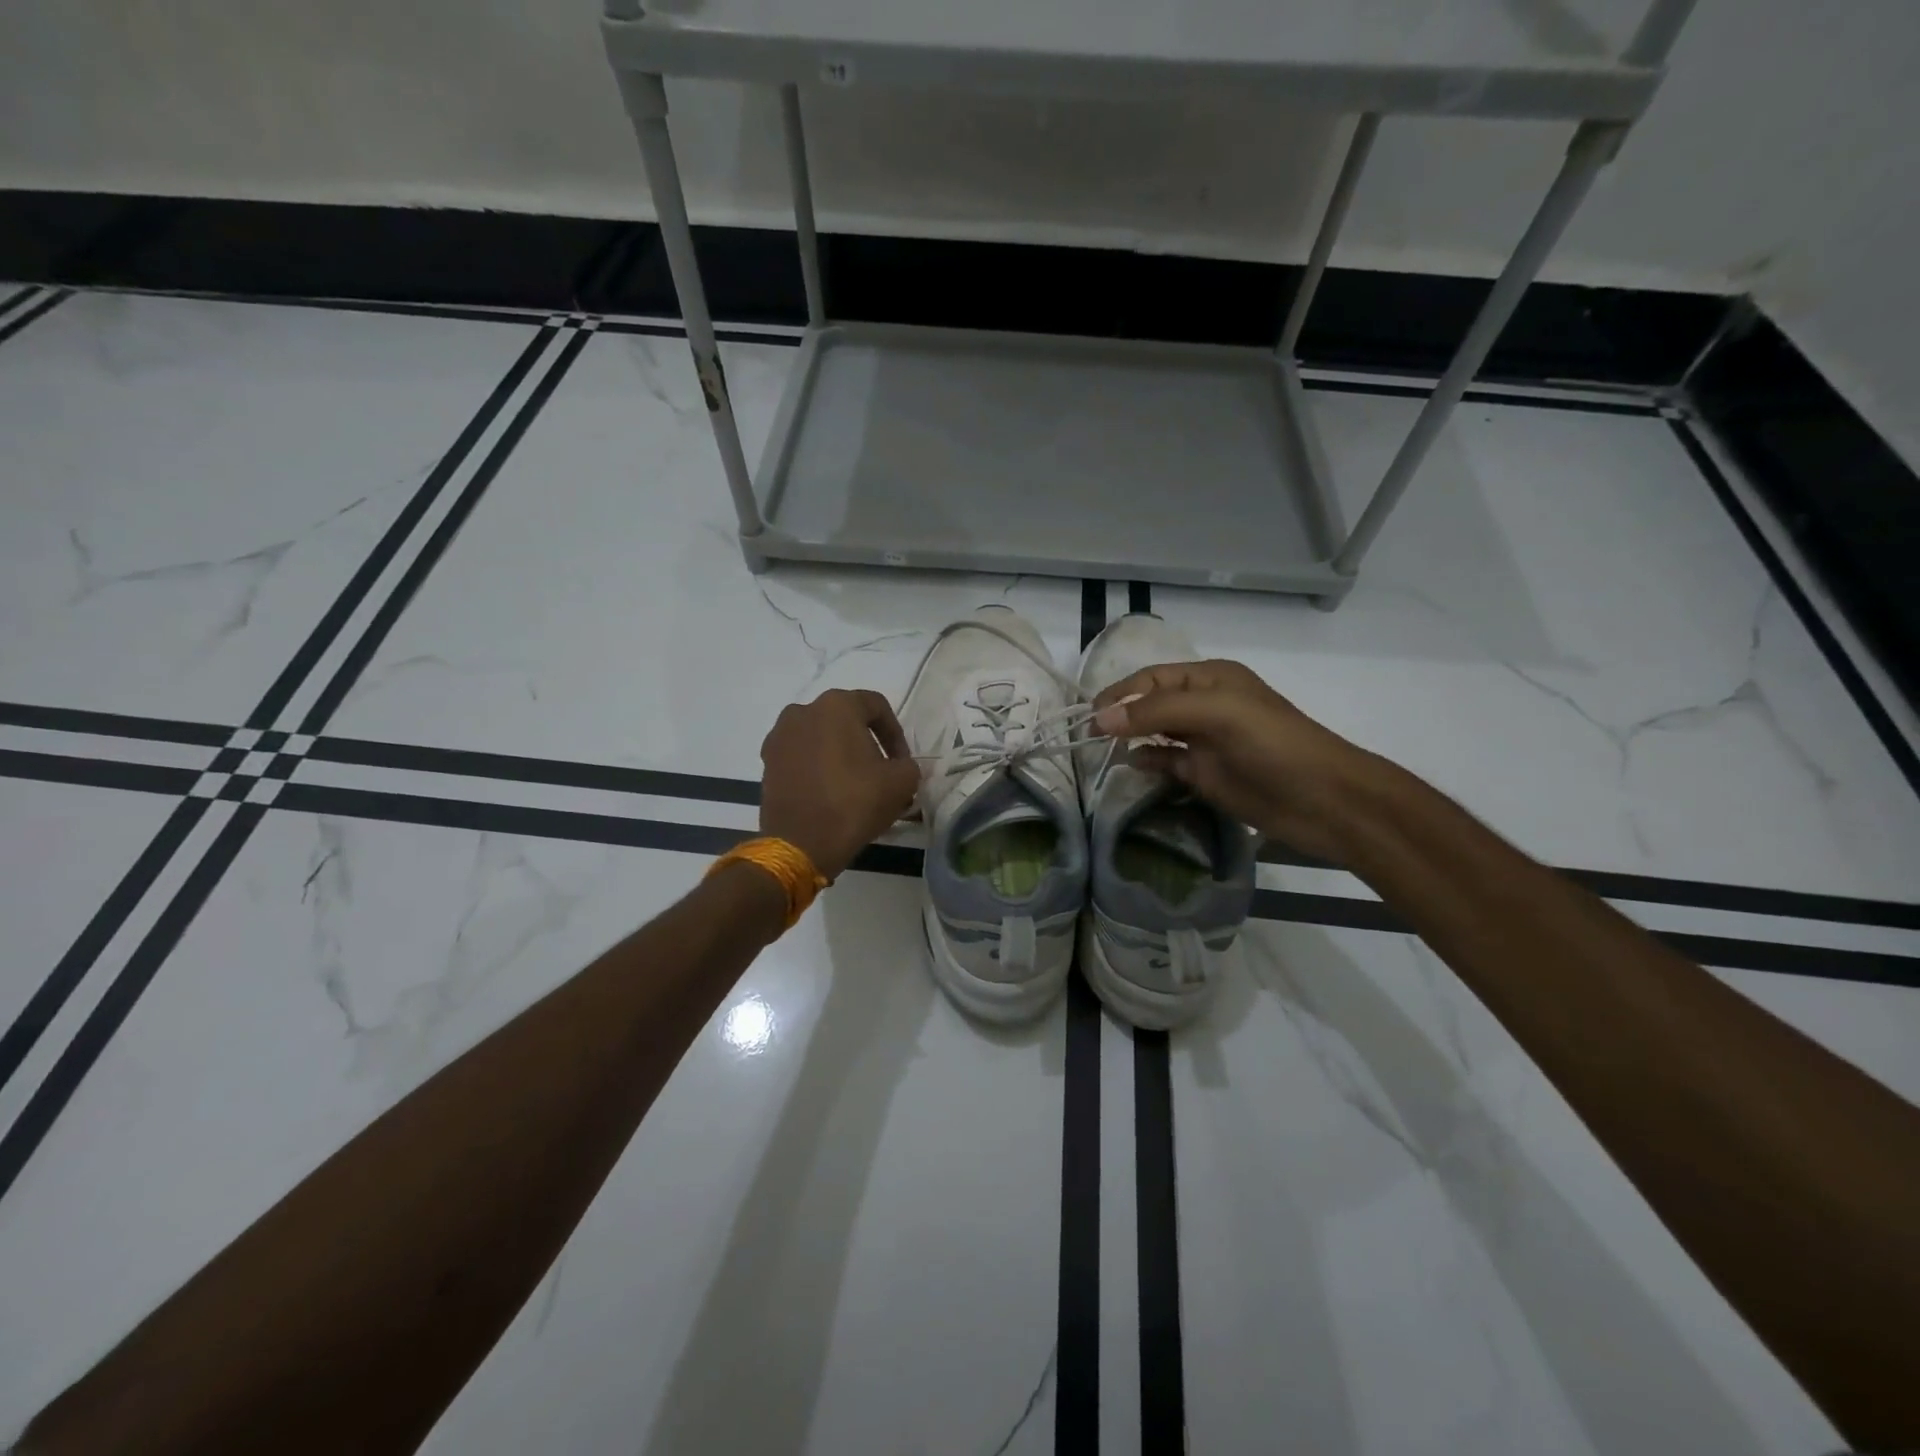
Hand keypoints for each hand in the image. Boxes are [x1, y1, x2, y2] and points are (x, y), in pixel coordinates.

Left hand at [759, 689, 921, 880]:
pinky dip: (817, 767)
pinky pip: (801, 756)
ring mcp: (779, 737)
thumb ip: (908, 765)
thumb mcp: (902, 782)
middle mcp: (803, 711)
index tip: (901, 762)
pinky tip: (829, 793)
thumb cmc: (855, 803)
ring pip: (821, 738)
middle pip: (845, 720)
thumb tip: (899, 767)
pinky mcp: (767, 763)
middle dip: (866, 743)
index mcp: (836, 705)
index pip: (876, 706)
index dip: (895, 733)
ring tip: (854, 784)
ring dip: (840, 754)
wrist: (801, 844)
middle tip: (881, 772)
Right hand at [1091, 659, 1377, 860]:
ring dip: (1129, 737)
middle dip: (1119, 714)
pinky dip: (1146, 762)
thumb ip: (1157, 711)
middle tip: (1086, 734)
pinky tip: (1131, 766)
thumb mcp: (1218, 713)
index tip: (1090, 716)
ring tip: (1099, 750)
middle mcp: (1204, 705)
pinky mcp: (1205, 774)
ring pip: (1154, 732)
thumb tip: (1100, 719)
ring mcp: (1204, 741)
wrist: (1325, 801)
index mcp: (1210, 679)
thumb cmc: (1274, 745)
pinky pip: (1165, 762)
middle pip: (1150, 703)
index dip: (1119, 693)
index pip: (1151, 678)